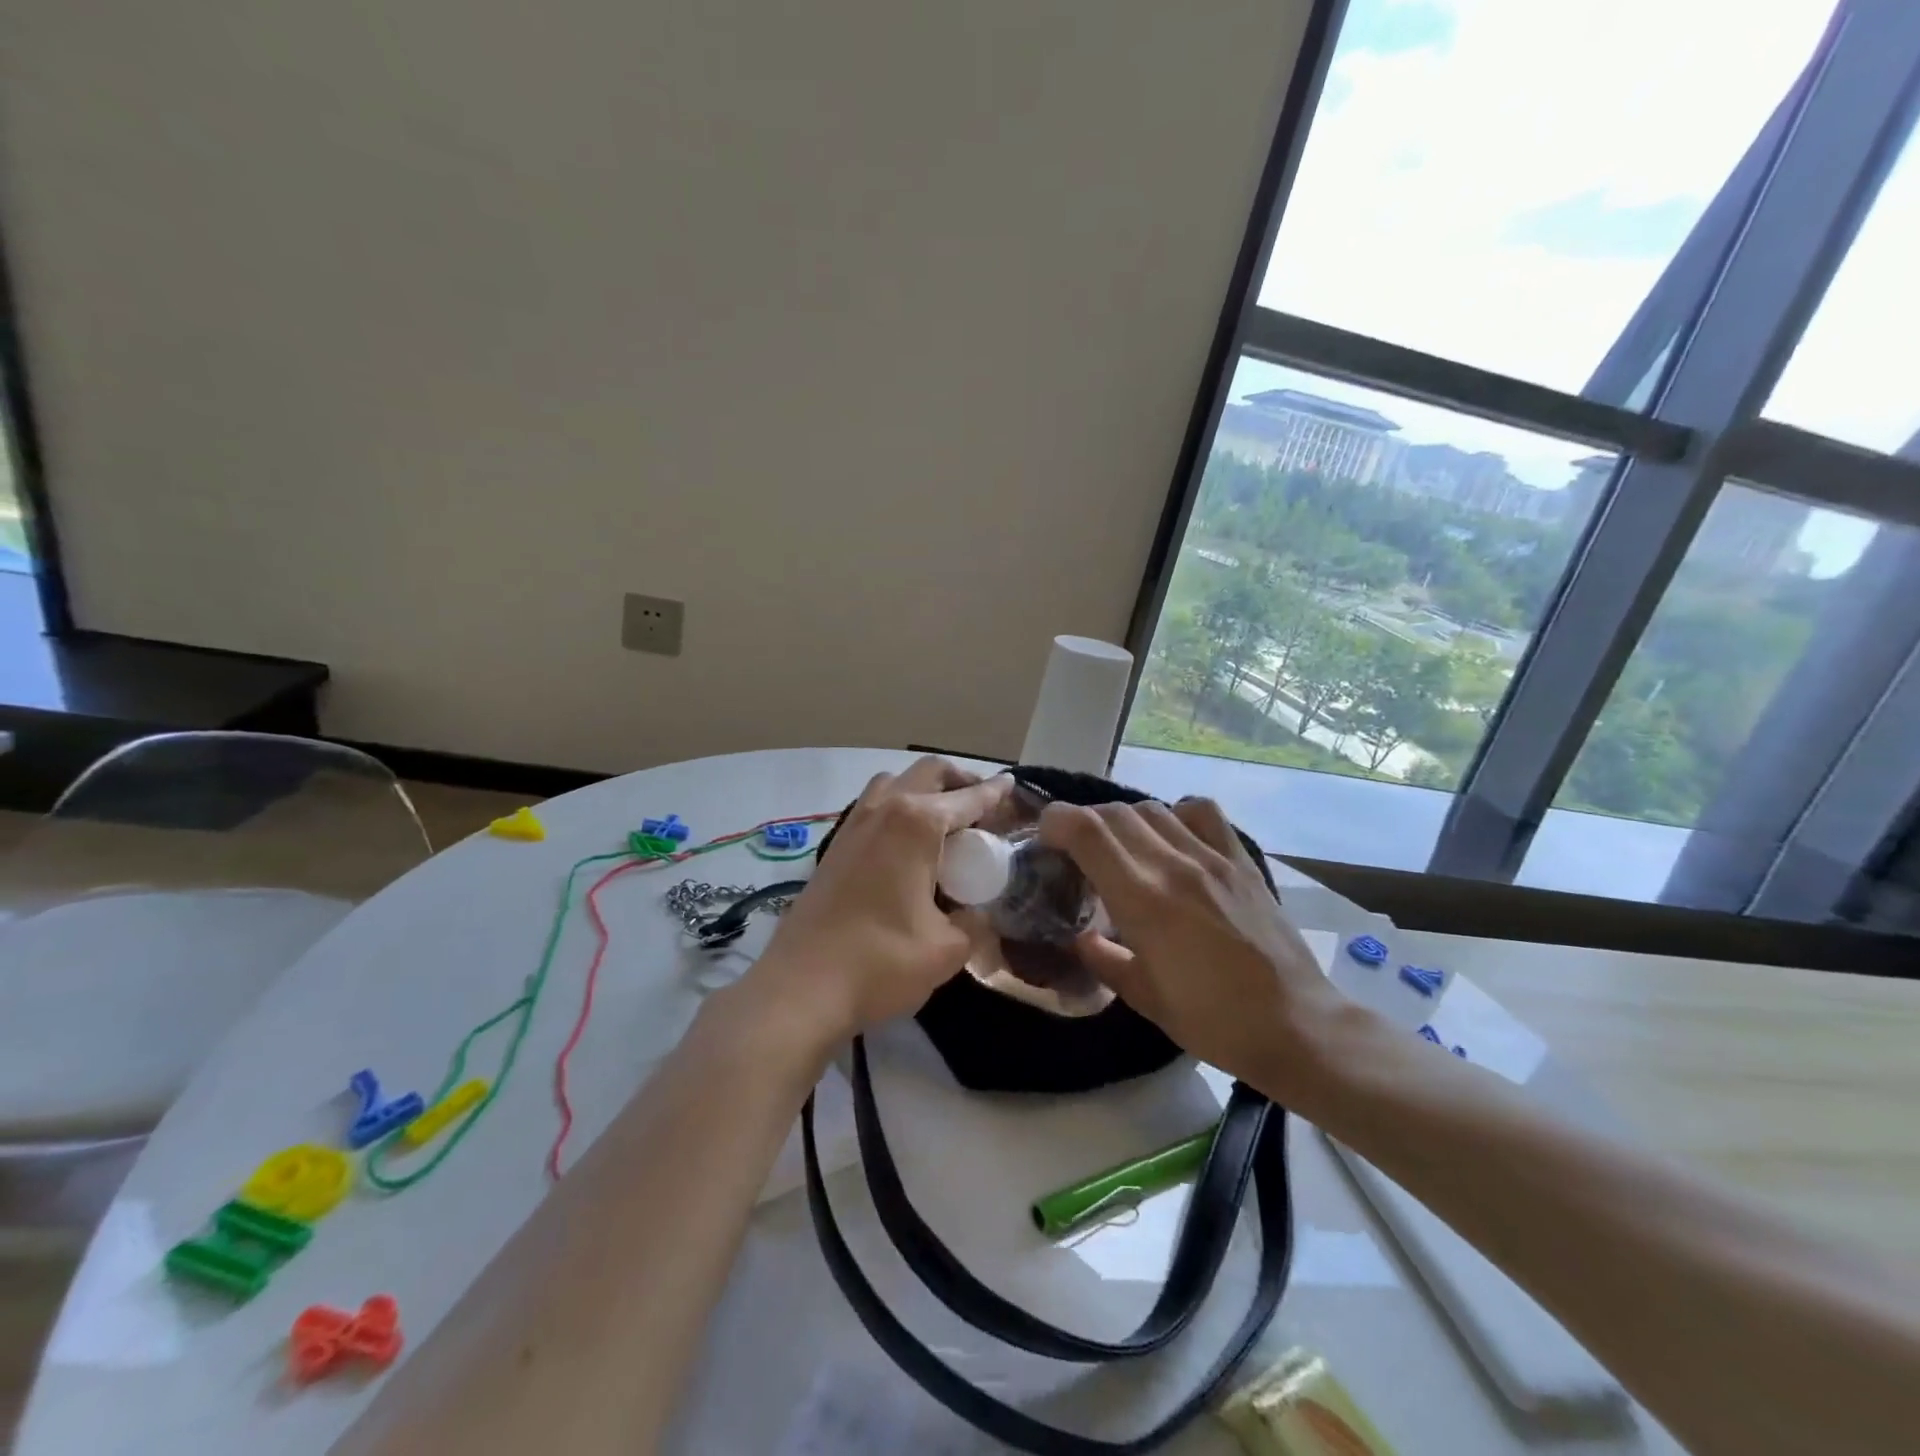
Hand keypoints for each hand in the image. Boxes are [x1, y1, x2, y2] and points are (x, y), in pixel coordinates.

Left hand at [741, 757, 1012, 1045]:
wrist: (801, 988)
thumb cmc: (881, 962)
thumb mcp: (947, 949)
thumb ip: (975, 922)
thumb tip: (980, 913)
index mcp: (916, 823)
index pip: (967, 798)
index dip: (995, 792)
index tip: (1012, 785)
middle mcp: (883, 809)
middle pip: (927, 772)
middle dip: (959, 780)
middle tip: (982, 805)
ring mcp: (853, 825)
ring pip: (893, 783)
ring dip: (923, 789)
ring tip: (943, 820)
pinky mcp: (834, 846)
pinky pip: (872, 806)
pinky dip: (897, 807)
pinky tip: (906, 846)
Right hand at [1038, 797, 1338, 1089]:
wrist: (1296, 1025)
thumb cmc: (1212, 1021)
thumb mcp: (1144, 997)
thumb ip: (1102, 958)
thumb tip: (1079, 936)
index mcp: (1143, 900)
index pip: (1087, 831)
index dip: (1056, 821)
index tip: (1045, 837)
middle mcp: (1174, 865)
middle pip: (1114, 812)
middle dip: (1084, 821)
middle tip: (1076, 850)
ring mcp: (1212, 857)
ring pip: (1152, 808)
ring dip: (1124, 819)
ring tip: (1121, 847)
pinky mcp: (1241, 860)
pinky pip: (1202, 812)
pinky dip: (1176, 814)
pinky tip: (1173, 839)